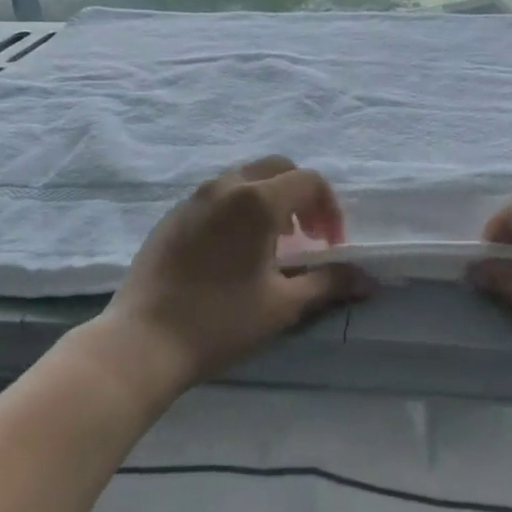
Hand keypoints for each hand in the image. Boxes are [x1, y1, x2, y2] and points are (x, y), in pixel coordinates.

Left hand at [95, 156, 368, 394]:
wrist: (142, 342)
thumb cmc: (220, 321)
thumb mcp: (282, 305)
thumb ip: (328, 282)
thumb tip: (368, 279)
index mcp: (257, 201)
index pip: (309, 182)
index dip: (330, 209)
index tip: (331, 246)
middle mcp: (225, 186)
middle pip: (277, 169)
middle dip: (302, 196)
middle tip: (309, 237)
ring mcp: (194, 197)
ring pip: (245, 179)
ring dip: (270, 200)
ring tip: (274, 245)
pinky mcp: (173, 214)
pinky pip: (218, 196)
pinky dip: (240, 208)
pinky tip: (235, 251)